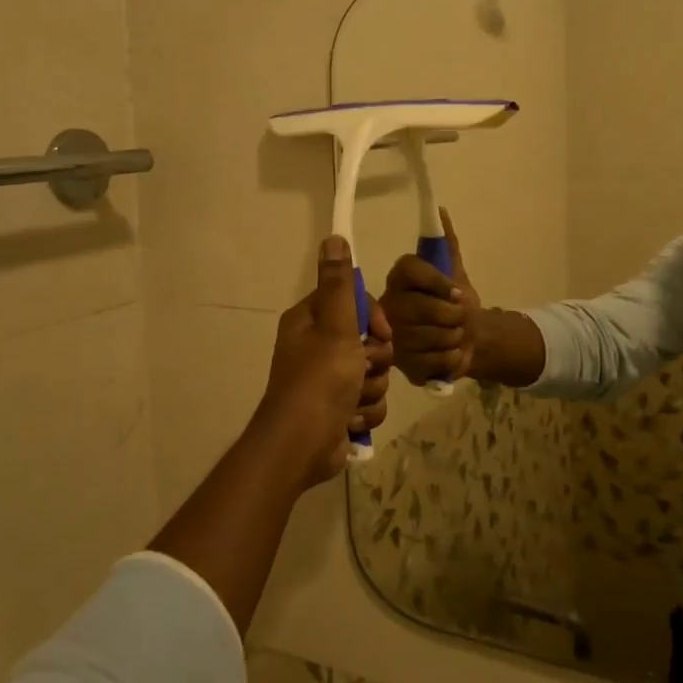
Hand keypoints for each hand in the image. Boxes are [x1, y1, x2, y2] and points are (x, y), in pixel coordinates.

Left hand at [252, 235, 393, 489]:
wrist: (302, 445)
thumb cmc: (319, 380)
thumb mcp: (335, 326)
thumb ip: (339, 284)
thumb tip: (334, 237)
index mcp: (310, 321)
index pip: (356, 302)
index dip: (374, 318)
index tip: (379, 333)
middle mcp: (317, 346)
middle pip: (370, 340)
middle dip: (374, 359)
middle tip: (362, 368)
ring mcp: (329, 380)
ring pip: (374, 373)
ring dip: (370, 388)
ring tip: (352, 400)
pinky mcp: (340, 408)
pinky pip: (370, 400)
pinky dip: (365, 411)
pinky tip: (350, 420)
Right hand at [381, 208, 482, 385]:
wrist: (466, 339)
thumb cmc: (456, 303)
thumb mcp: (455, 272)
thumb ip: (447, 245)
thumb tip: (440, 211)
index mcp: (399, 278)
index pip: (411, 269)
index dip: (437, 282)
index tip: (458, 293)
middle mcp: (388, 305)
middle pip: (423, 307)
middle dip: (453, 315)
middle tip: (459, 318)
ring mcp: (391, 337)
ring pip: (430, 335)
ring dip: (454, 337)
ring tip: (454, 335)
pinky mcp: (400, 364)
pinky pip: (432, 361)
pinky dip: (450, 358)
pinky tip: (448, 354)